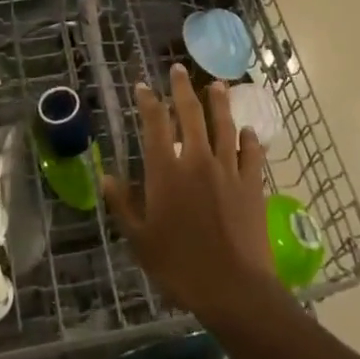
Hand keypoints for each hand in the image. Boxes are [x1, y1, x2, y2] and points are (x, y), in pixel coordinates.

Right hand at [101, 63, 278, 327]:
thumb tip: (106, 177)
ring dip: (219, 103)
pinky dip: (249, 139)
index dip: (148, 102)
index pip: (155, 125)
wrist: (233, 288)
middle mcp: (196, 161)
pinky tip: (248, 131)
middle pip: (190, 114)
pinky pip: (252, 153)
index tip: (143, 86)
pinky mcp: (252, 184)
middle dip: (183, 89)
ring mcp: (228, 170)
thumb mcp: (140, 240)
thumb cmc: (179, 267)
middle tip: (179, 70)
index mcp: (166, 172)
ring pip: (224, 126)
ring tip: (216, 86)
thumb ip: (123, 205)